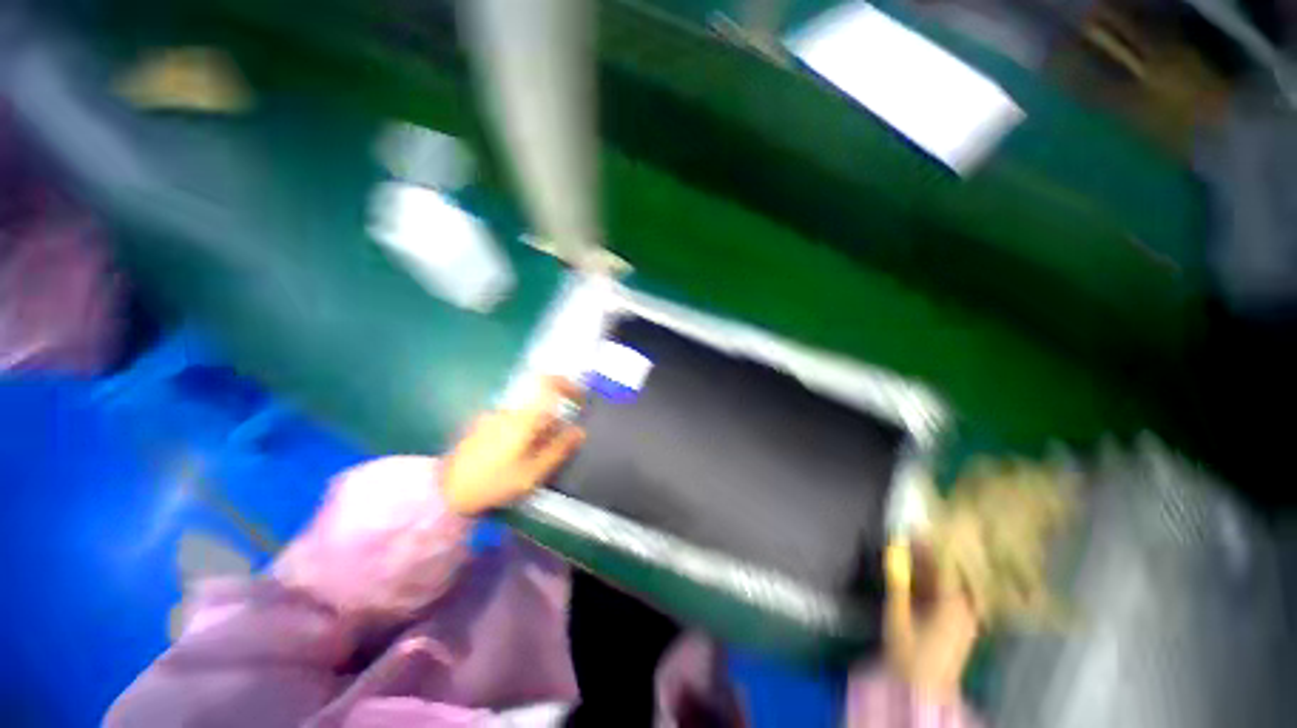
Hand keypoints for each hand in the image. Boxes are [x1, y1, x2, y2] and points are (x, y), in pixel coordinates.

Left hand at [441, 376, 585, 515]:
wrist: (443, 494)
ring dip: (535, 433)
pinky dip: (519, 436)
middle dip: (552, 426)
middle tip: (552, 454)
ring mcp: (491, 418)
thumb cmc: (493, 483)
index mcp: (522, 418)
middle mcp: (507, 411)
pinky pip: (509, 424)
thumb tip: (579, 431)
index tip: (579, 399)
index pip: (547, 384)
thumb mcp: (532, 473)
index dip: (567, 385)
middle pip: (539, 408)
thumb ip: (558, 449)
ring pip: (525, 417)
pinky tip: (511, 462)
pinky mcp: (480, 427)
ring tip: (530, 464)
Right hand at [883, 539, 979, 702]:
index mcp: (954, 605)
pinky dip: (933, 581)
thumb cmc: (910, 651)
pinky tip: (917, 575)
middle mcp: (966, 608)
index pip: (947, 564)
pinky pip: (949, 594)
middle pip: (951, 571)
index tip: (913, 527)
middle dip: (929, 552)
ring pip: (950, 582)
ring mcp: (965, 617)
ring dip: (930, 566)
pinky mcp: (960, 624)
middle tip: (908, 536)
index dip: (930, 543)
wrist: (923, 690)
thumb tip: (894, 548)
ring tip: (909, 551)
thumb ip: (897, 579)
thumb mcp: (898, 614)